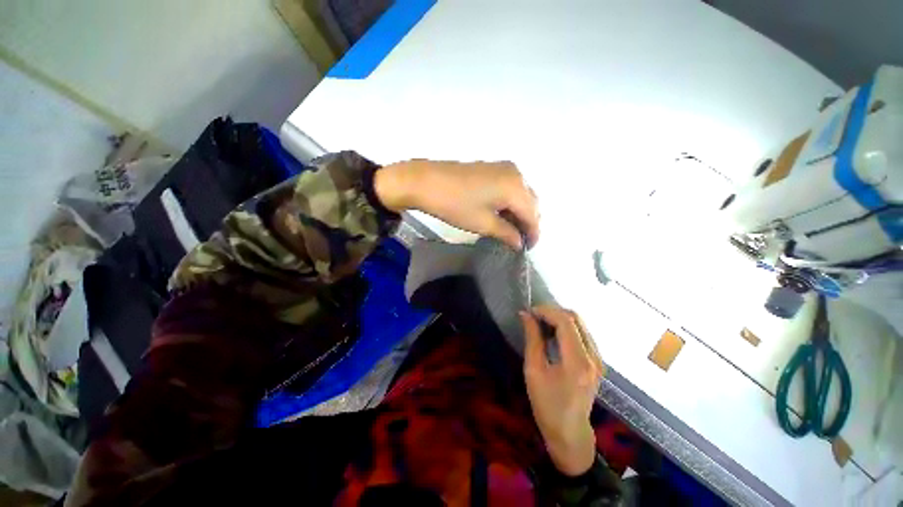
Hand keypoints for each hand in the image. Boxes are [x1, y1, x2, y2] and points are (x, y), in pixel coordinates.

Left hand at [374, 160, 538, 248]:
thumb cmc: (455, 205)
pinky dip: (510, 202)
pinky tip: (501, 214)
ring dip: (519, 212)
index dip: (533, 234)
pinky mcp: (492, 167)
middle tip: (518, 240)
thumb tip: (519, 242)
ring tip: (509, 230)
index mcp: (516, 187)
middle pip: (530, 202)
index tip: (527, 249)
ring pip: (521, 194)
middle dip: (527, 222)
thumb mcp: (482, 223)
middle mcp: (515, 173)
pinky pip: (510, 187)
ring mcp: (503, 167)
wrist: (425, 181)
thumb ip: (506, 233)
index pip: (533, 215)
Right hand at [520, 305, 604, 475]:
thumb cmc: (547, 405)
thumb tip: (525, 315)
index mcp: (577, 362)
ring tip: (541, 323)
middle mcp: (593, 357)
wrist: (570, 432)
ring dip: (559, 318)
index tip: (530, 311)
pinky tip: (552, 334)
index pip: (566, 322)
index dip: (546, 311)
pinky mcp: (597, 361)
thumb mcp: (533, 370)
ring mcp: (599, 359)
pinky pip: (582, 333)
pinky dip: (566, 327)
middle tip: (534, 316)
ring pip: (580, 324)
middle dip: (553, 311)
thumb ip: (532, 339)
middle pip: (576, 318)